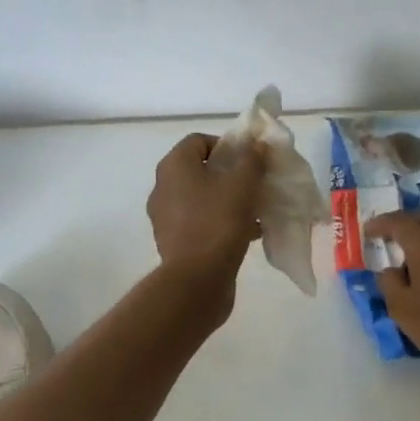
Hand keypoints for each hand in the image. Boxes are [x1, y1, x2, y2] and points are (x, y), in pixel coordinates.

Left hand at [148, 133, 264, 280]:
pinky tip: (248, 233)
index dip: (227, 145)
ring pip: (203, 197)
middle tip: (255, 184)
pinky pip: (201, 221)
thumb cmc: (219, 222)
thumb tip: (256, 145)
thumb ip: (252, 159)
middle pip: (201, 169)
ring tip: (256, 210)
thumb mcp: (243, 184)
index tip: (249, 161)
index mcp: (174, 166)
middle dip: (231, 174)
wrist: (197, 280)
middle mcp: (163, 187)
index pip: (199, 140)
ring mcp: (166, 216)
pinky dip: (222, 221)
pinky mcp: (173, 241)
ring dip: (229, 199)